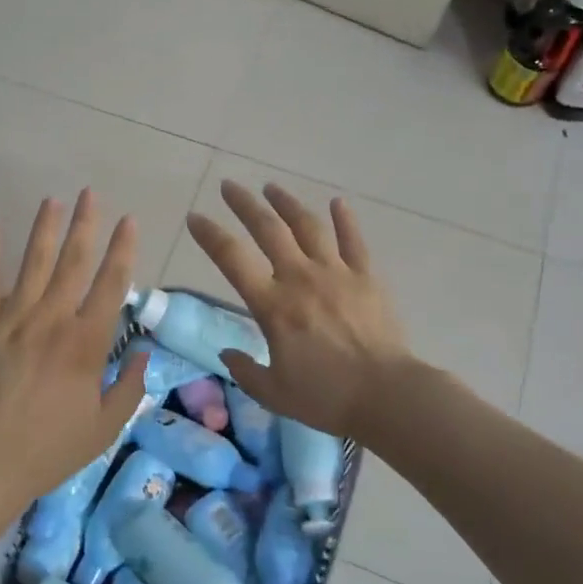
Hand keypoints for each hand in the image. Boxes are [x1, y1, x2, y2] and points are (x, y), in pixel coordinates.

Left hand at [0, 190, 148, 506]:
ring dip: (45, 229)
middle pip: (74, 261)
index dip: (123, 249)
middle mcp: (53, 318)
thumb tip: (144, 352)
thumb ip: (131, 387)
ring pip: (34, 263)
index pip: (112, 283)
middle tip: (91, 193)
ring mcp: (14, 318)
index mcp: (87, 341)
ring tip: (54, 199)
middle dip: (86, 224)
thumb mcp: (106, 426)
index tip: (129, 221)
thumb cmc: (52, 447)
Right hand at [186, 181, 413, 440]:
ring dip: (287, 203)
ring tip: (271, 187)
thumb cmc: (326, 397)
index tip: (194, 217)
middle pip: (268, 229)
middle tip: (229, 186)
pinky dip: (345, 219)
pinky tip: (337, 202)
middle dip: (244, 204)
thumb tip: (227, 353)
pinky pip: (354, 240)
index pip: (232, 259)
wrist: (388, 395)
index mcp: (272, 305)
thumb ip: (245, 370)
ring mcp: (336, 273)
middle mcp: (300, 278)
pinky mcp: (366, 277)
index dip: (210, 235)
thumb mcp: (273, 393)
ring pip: (307, 226)